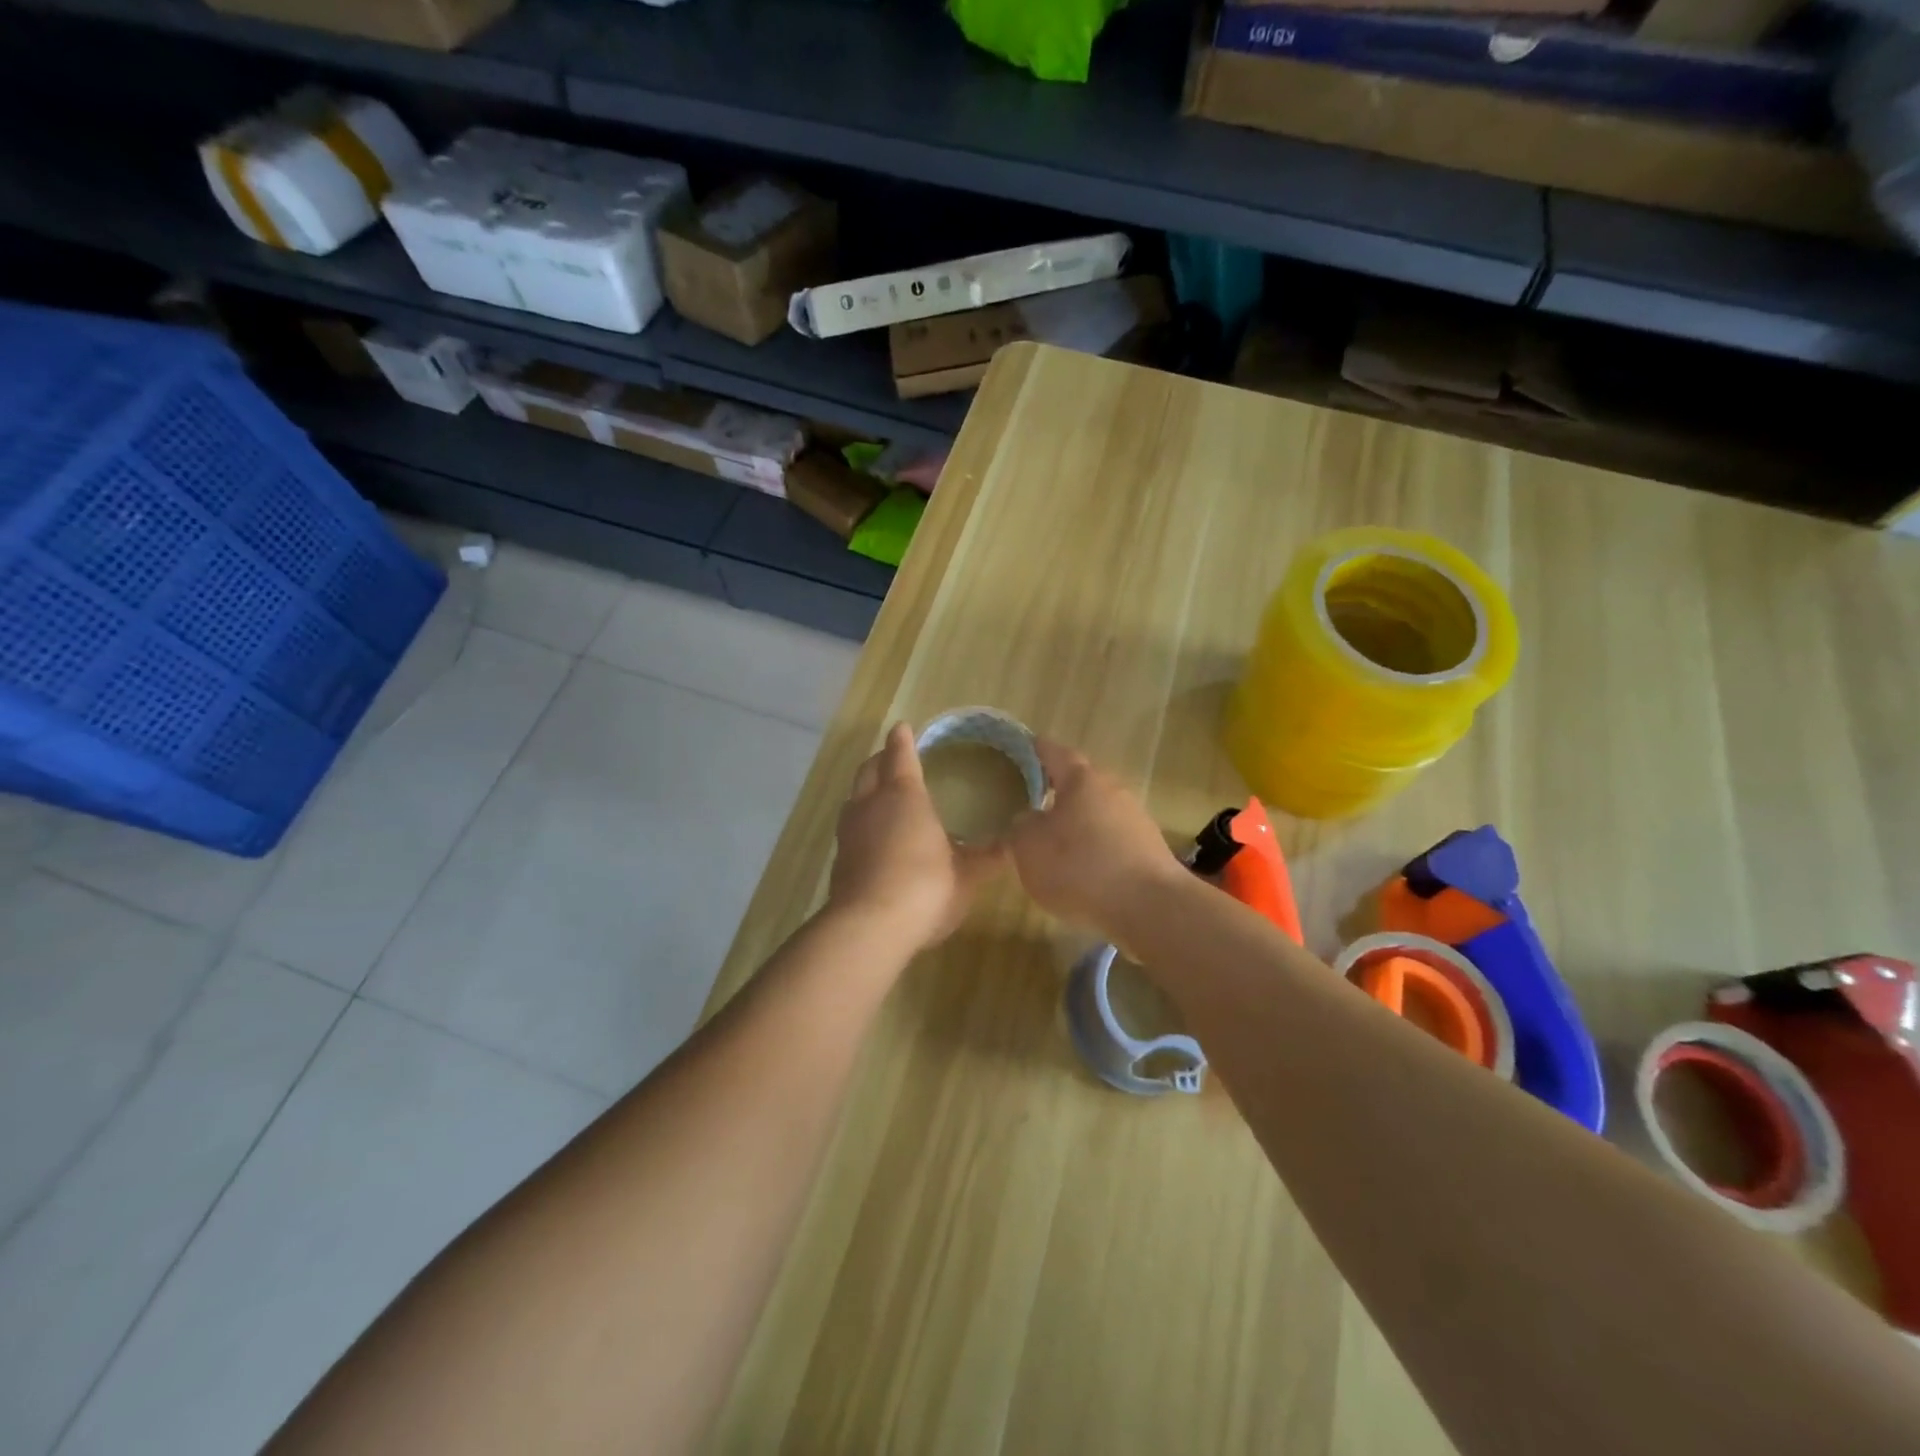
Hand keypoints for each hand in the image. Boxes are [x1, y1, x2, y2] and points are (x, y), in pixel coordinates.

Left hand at [827, 722, 1006, 952]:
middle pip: (869, 770)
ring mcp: (849, 832)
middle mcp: (870, 805)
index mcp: (904, 796)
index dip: (902, 740)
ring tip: (883, 797)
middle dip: (881, 760)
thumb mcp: (966, 876)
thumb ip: (986, 858)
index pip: (900, 756)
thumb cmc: (925, 888)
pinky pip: (849, 827)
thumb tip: (1011, 845)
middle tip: (894, 758)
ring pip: (854, 798)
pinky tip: (874, 839)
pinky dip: (862, 823)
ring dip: (867, 790)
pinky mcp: (839, 860)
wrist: (869, 928)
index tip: (904, 729)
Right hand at [1007, 738, 1181, 943]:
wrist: (1150, 908)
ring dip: (1076, 825)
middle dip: (1056, 792)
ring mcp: (1136, 821)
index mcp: (1083, 780)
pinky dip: (1093, 850)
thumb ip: (1021, 828)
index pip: (1054, 752)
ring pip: (1096, 814)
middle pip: (1080, 784)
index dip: (1036, 749)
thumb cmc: (1081, 868)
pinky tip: (1081, 874)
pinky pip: (1111, 842)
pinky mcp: (1149, 852)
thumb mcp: (1029, 848)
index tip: (1023, 747)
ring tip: (1053, 845)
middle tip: (1031, 802)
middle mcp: (1113, 791)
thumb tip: (1028, 819)